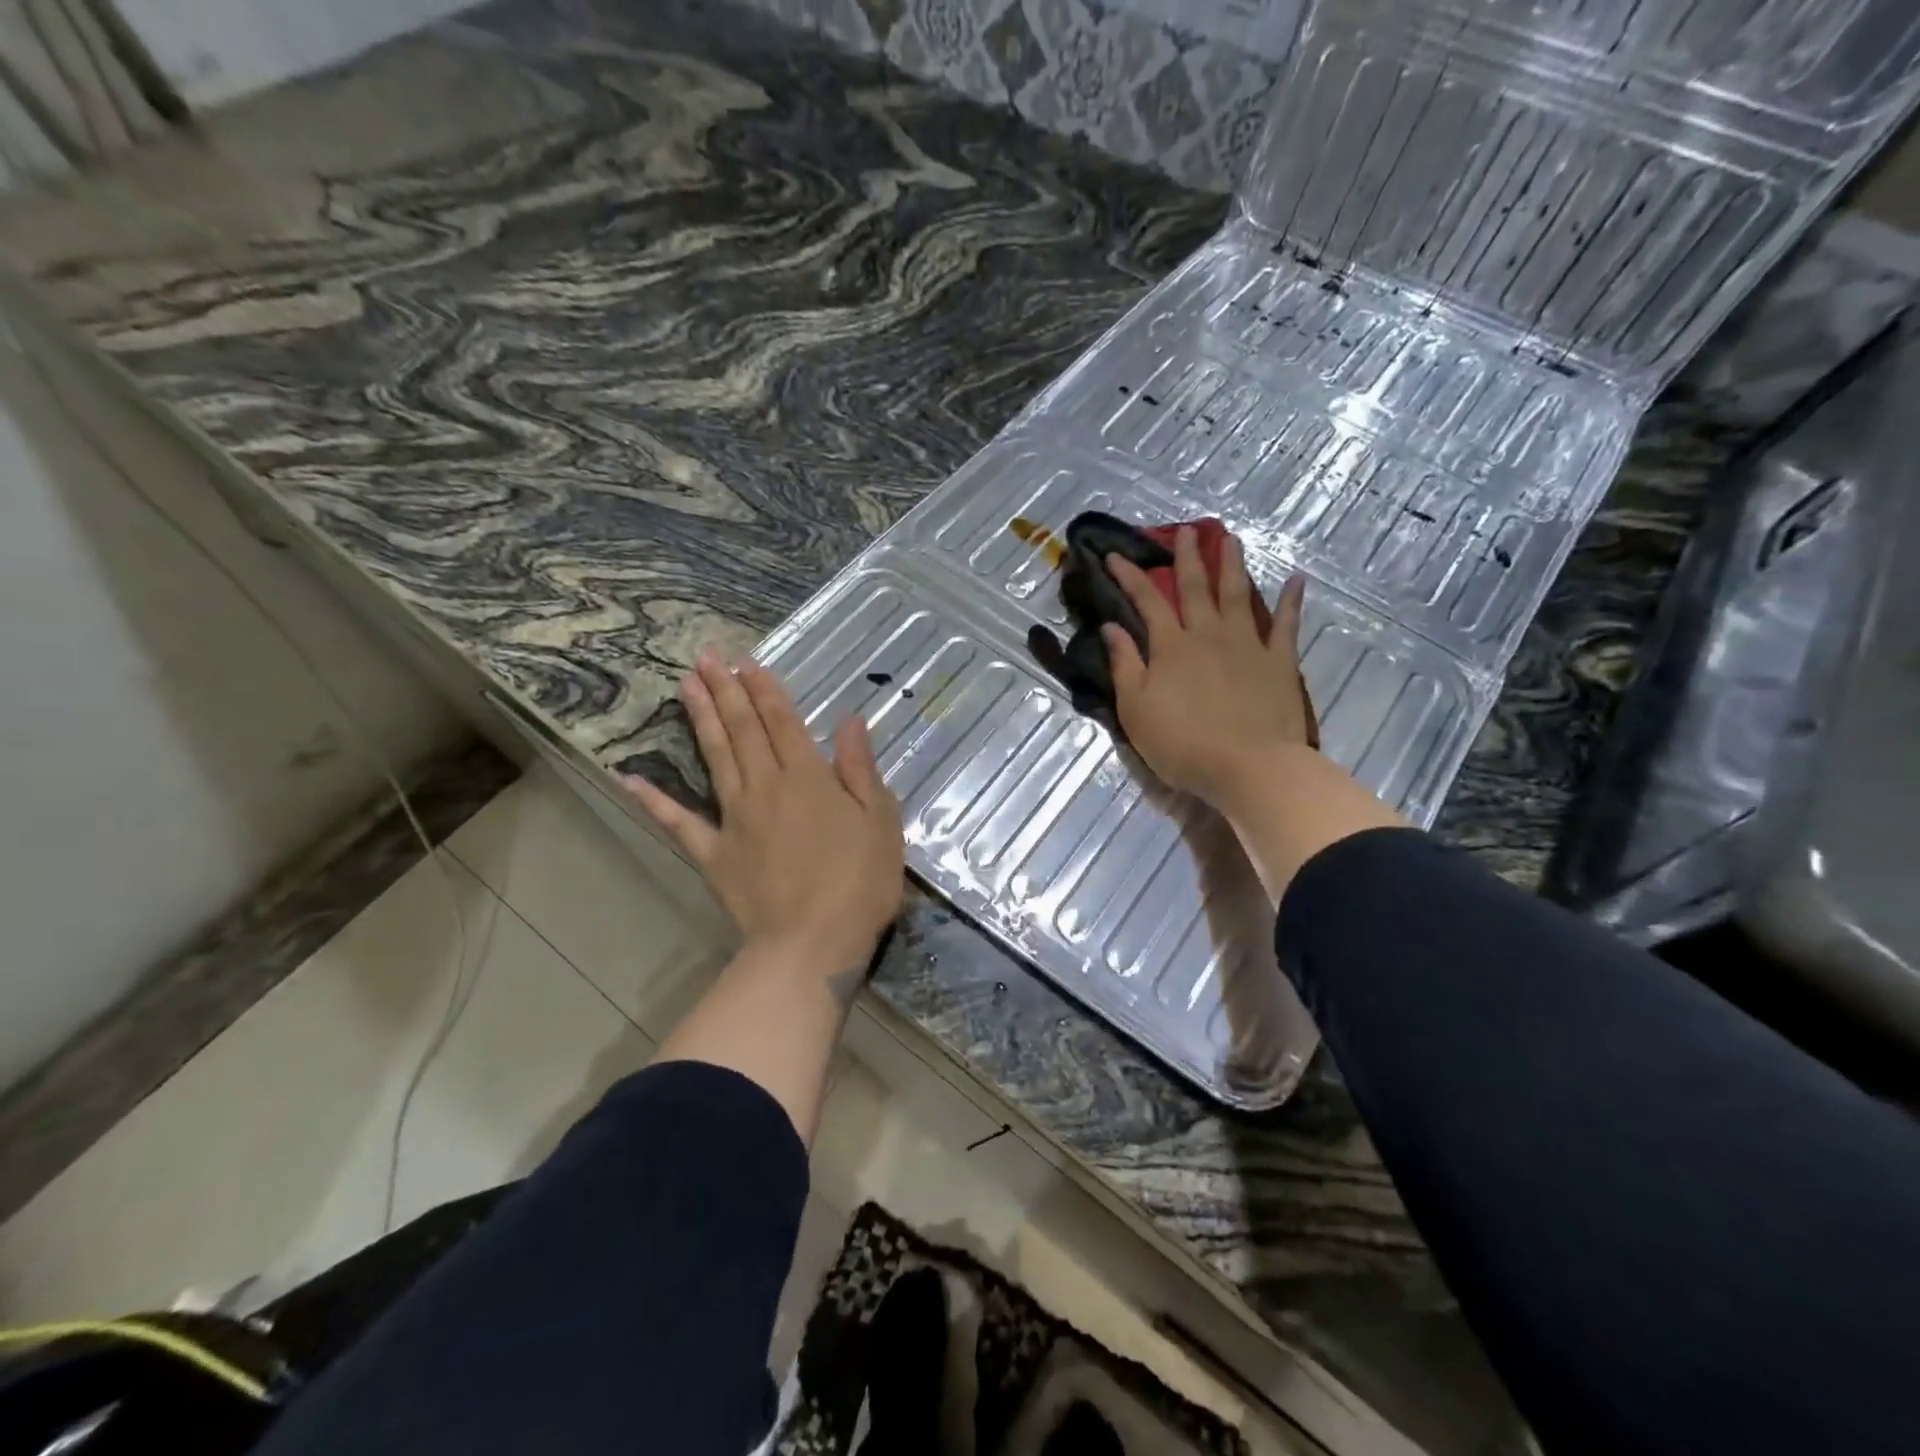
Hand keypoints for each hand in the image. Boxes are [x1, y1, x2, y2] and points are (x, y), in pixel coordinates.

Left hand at [623, 653, 903, 975]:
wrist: (812, 944)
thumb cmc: (858, 883)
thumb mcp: (879, 821)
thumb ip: (860, 769)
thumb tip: (850, 722)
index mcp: (808, 778)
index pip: (783, 722)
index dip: (765, 689)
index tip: (746, 661)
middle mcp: (766, 787)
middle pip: (743, 731)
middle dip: (726, 691)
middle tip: (705, 658)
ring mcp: (734, 819)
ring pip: (714, 759)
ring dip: (701, 720)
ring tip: (685, 687)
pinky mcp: (713, 854)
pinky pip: (680, 823)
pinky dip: (654, 801)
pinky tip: (631, 779)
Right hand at [1101, 527, 1317, 813]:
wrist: (1249, 767)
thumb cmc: (1182, 744)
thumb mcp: (1136, 710)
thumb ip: (1124, 665)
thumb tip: (1110, 627)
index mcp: (1171, 647)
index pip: (1146, 601)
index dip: (1129, 576)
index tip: (1115, 554)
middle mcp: (1208, 635)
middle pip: (1195, 587)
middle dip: (1187, 556)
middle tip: (1184, 530)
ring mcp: (1248, 645)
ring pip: (1237, 594)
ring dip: (1232, 564)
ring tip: (1229, 538)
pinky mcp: (1279, 662)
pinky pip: (1287, 625)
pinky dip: (1292, 601)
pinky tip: (1297, 579)